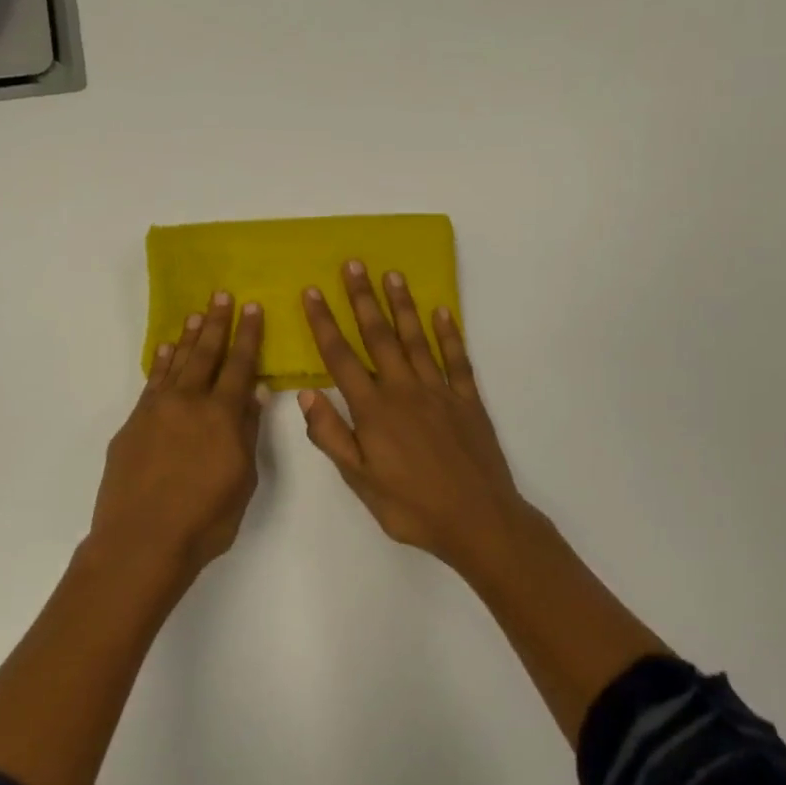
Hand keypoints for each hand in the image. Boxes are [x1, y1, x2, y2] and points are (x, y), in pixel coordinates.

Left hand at [89, 293, 266, 589]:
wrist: (141, 540)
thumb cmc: (204, 520)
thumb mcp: (242, 481)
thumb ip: (246, 434)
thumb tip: (252, 395)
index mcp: (222, 416)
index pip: (239, 366)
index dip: (248, 336)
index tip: (252, 308)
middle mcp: (188, 402)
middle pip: (205, 354)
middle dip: (217, 324)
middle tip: (222, 295)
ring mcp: (156, 410)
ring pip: (176, 364)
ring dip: (188, 338)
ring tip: (196, 314)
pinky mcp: (132, 424)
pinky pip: (151, 383)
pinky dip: (160, 364)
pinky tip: (164, 351)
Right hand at [299, 262, 533, 576]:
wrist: (478, 520)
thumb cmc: (411, 507)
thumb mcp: (360, 481)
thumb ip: (332, 436)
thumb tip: (307, 394)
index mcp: (374, 410)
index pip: (341, 358)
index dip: (324, 323)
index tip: (312, 293)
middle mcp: (404, 390)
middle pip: (379, 336)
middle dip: (362, 298)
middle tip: (353, 264)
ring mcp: (440, 391)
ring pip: (417, 339)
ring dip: (402, 305)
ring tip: (392, 274)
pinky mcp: (468, 400)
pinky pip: (457, 359)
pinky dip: (450, 333)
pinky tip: (442, 311)